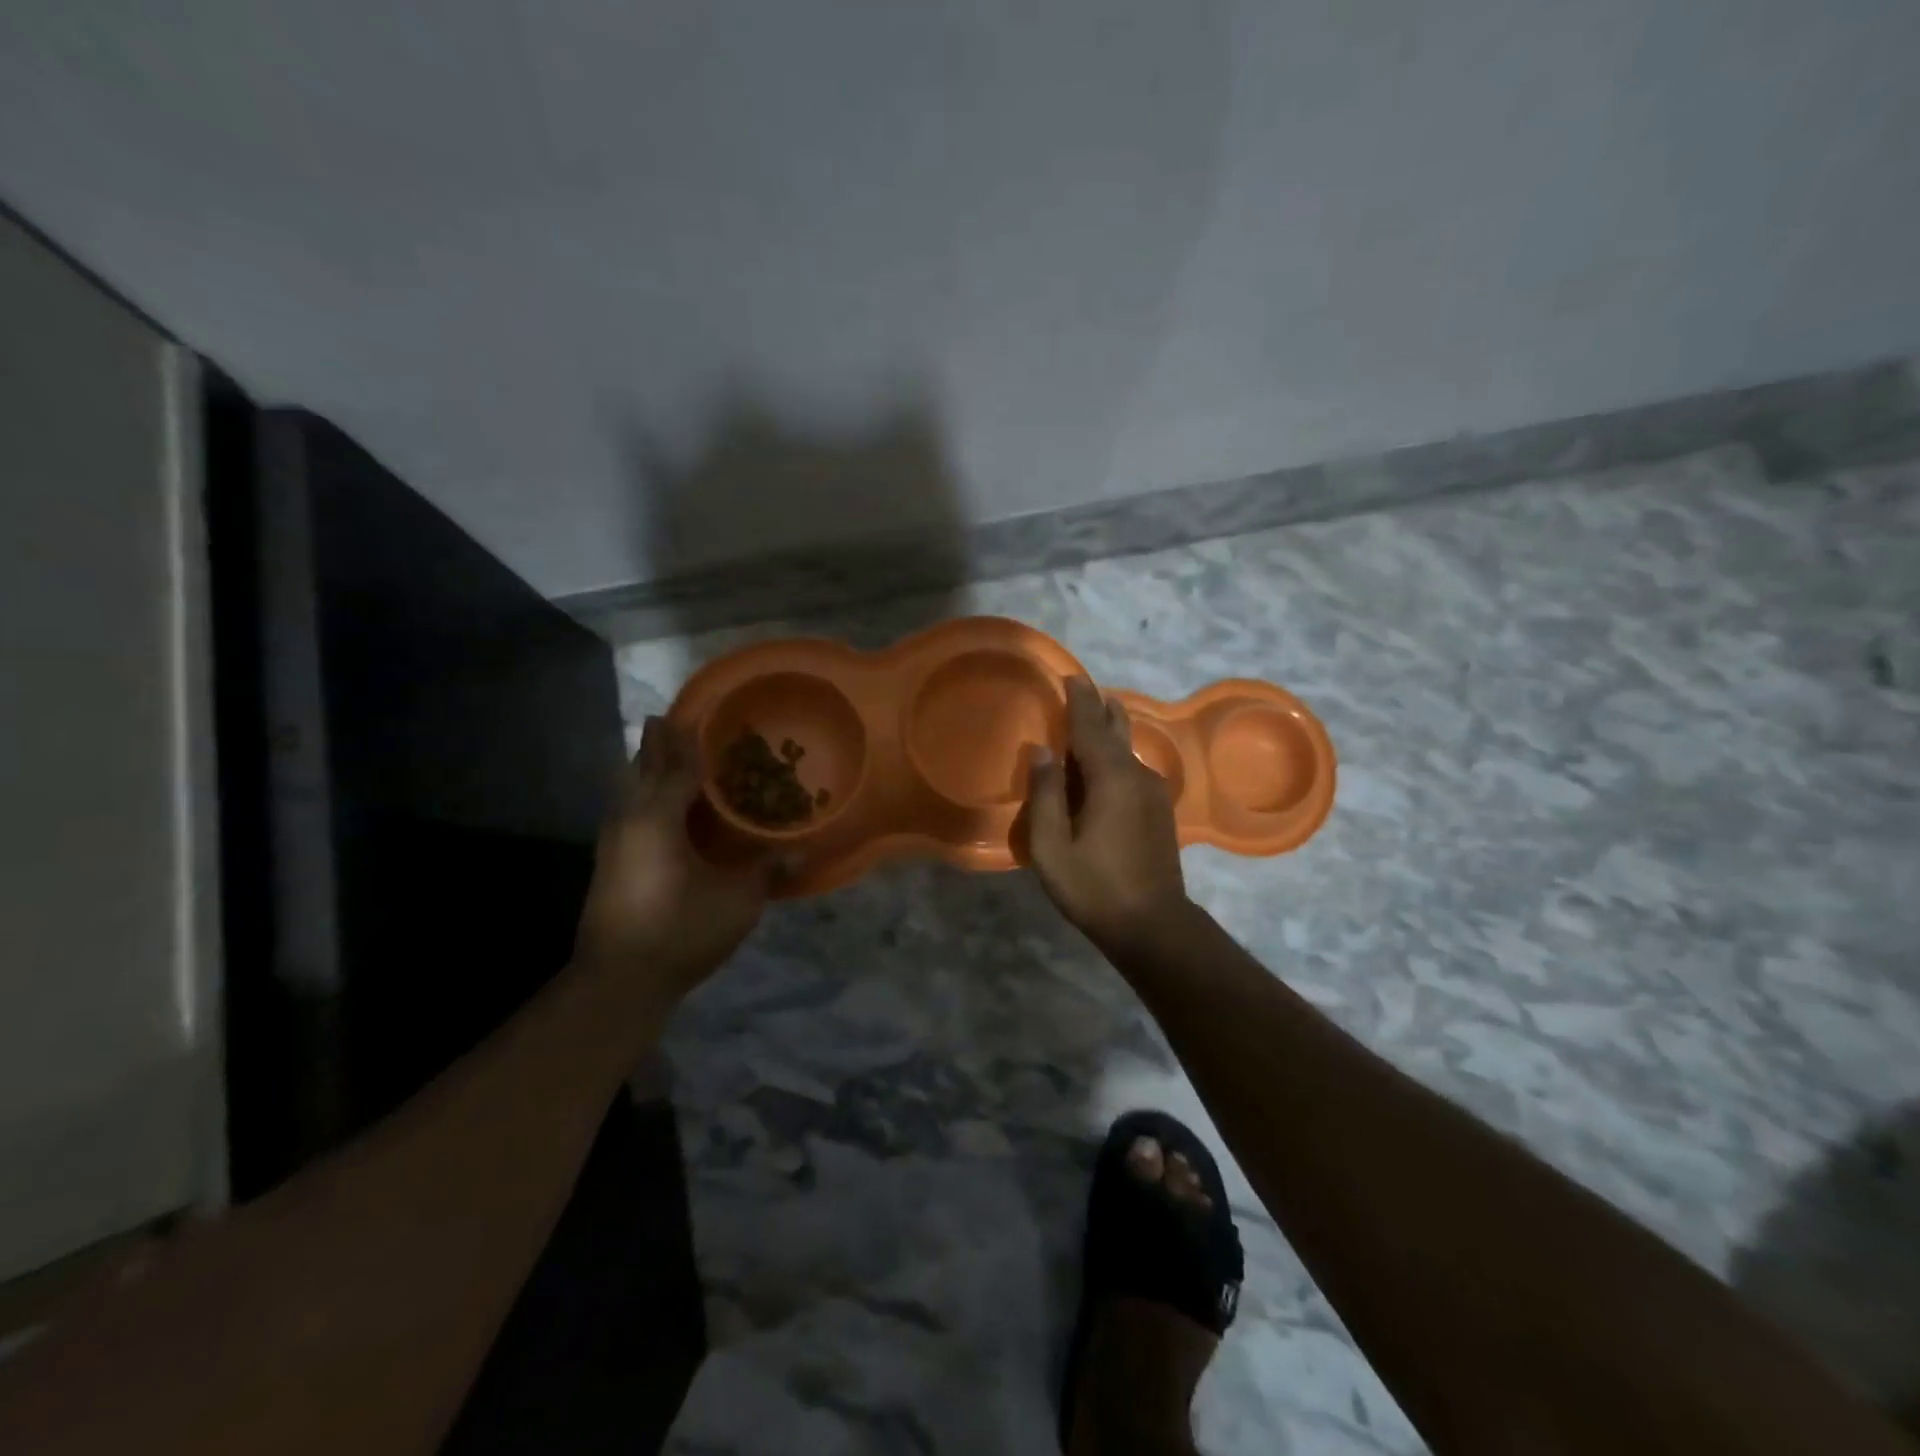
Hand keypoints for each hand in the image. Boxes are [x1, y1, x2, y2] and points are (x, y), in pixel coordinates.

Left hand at [572, 716, 776, 1001]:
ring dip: (644, 768)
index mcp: (659, 819)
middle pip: (642, 769)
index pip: (677, 767)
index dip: (689, 740)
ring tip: (660, 752)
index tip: (697, 712)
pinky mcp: (609, 862)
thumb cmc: (680, 931)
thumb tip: (804, 852)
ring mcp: (613, 842)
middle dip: (657, 744)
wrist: (618, 980)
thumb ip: (768, 871)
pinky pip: (626, 810)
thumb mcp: (736, 902)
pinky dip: (640, 794)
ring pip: (627, 789)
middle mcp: (630, 820)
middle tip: (670, 719)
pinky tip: (652, 805)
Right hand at [1025, 677, 1189, 948]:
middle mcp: (1137, 776)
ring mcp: (1154, 792)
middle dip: (1100, 709)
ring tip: (1096, 717)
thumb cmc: (1094, 887)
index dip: (1079, 701)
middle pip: (1117, 730)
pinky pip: (1133, 769)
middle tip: (1084, 689)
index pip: (1091, 727)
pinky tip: (1106, 765)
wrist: (1153, 925)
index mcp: (1110, 778)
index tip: (1070, 676)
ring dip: (1110, 731)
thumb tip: (1042, 750)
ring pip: (1127, 750)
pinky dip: (1116, 756)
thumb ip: (1045, 795)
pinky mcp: (1160, 810)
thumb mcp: (1052, 847)